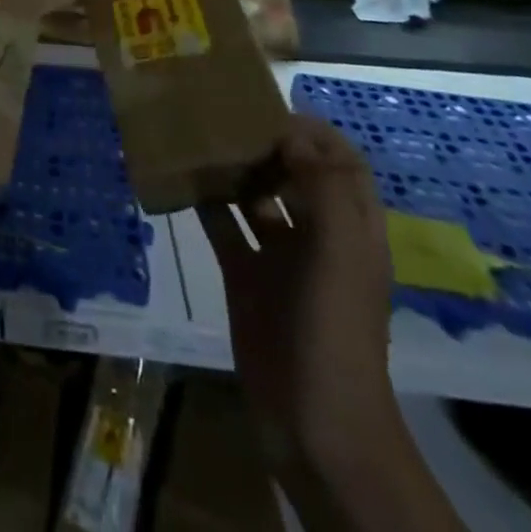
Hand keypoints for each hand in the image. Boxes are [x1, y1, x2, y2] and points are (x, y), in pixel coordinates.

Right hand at [199, 115, 395, 467]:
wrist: (314, 421)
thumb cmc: (334, 329)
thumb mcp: (341, 253)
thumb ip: (323, 188)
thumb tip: (291, 134)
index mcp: (352, 230)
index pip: (342, 164)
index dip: (314, 133)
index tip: (269, 110)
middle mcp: (318, 238)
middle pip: (295, 176)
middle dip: (266, 144)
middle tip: (222, 116)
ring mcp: (279, 259)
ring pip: (255, 198)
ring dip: (232, 170)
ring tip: (197, 137)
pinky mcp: (244, 277)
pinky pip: (222, 228)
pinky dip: (204, 203)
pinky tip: (178, 179)